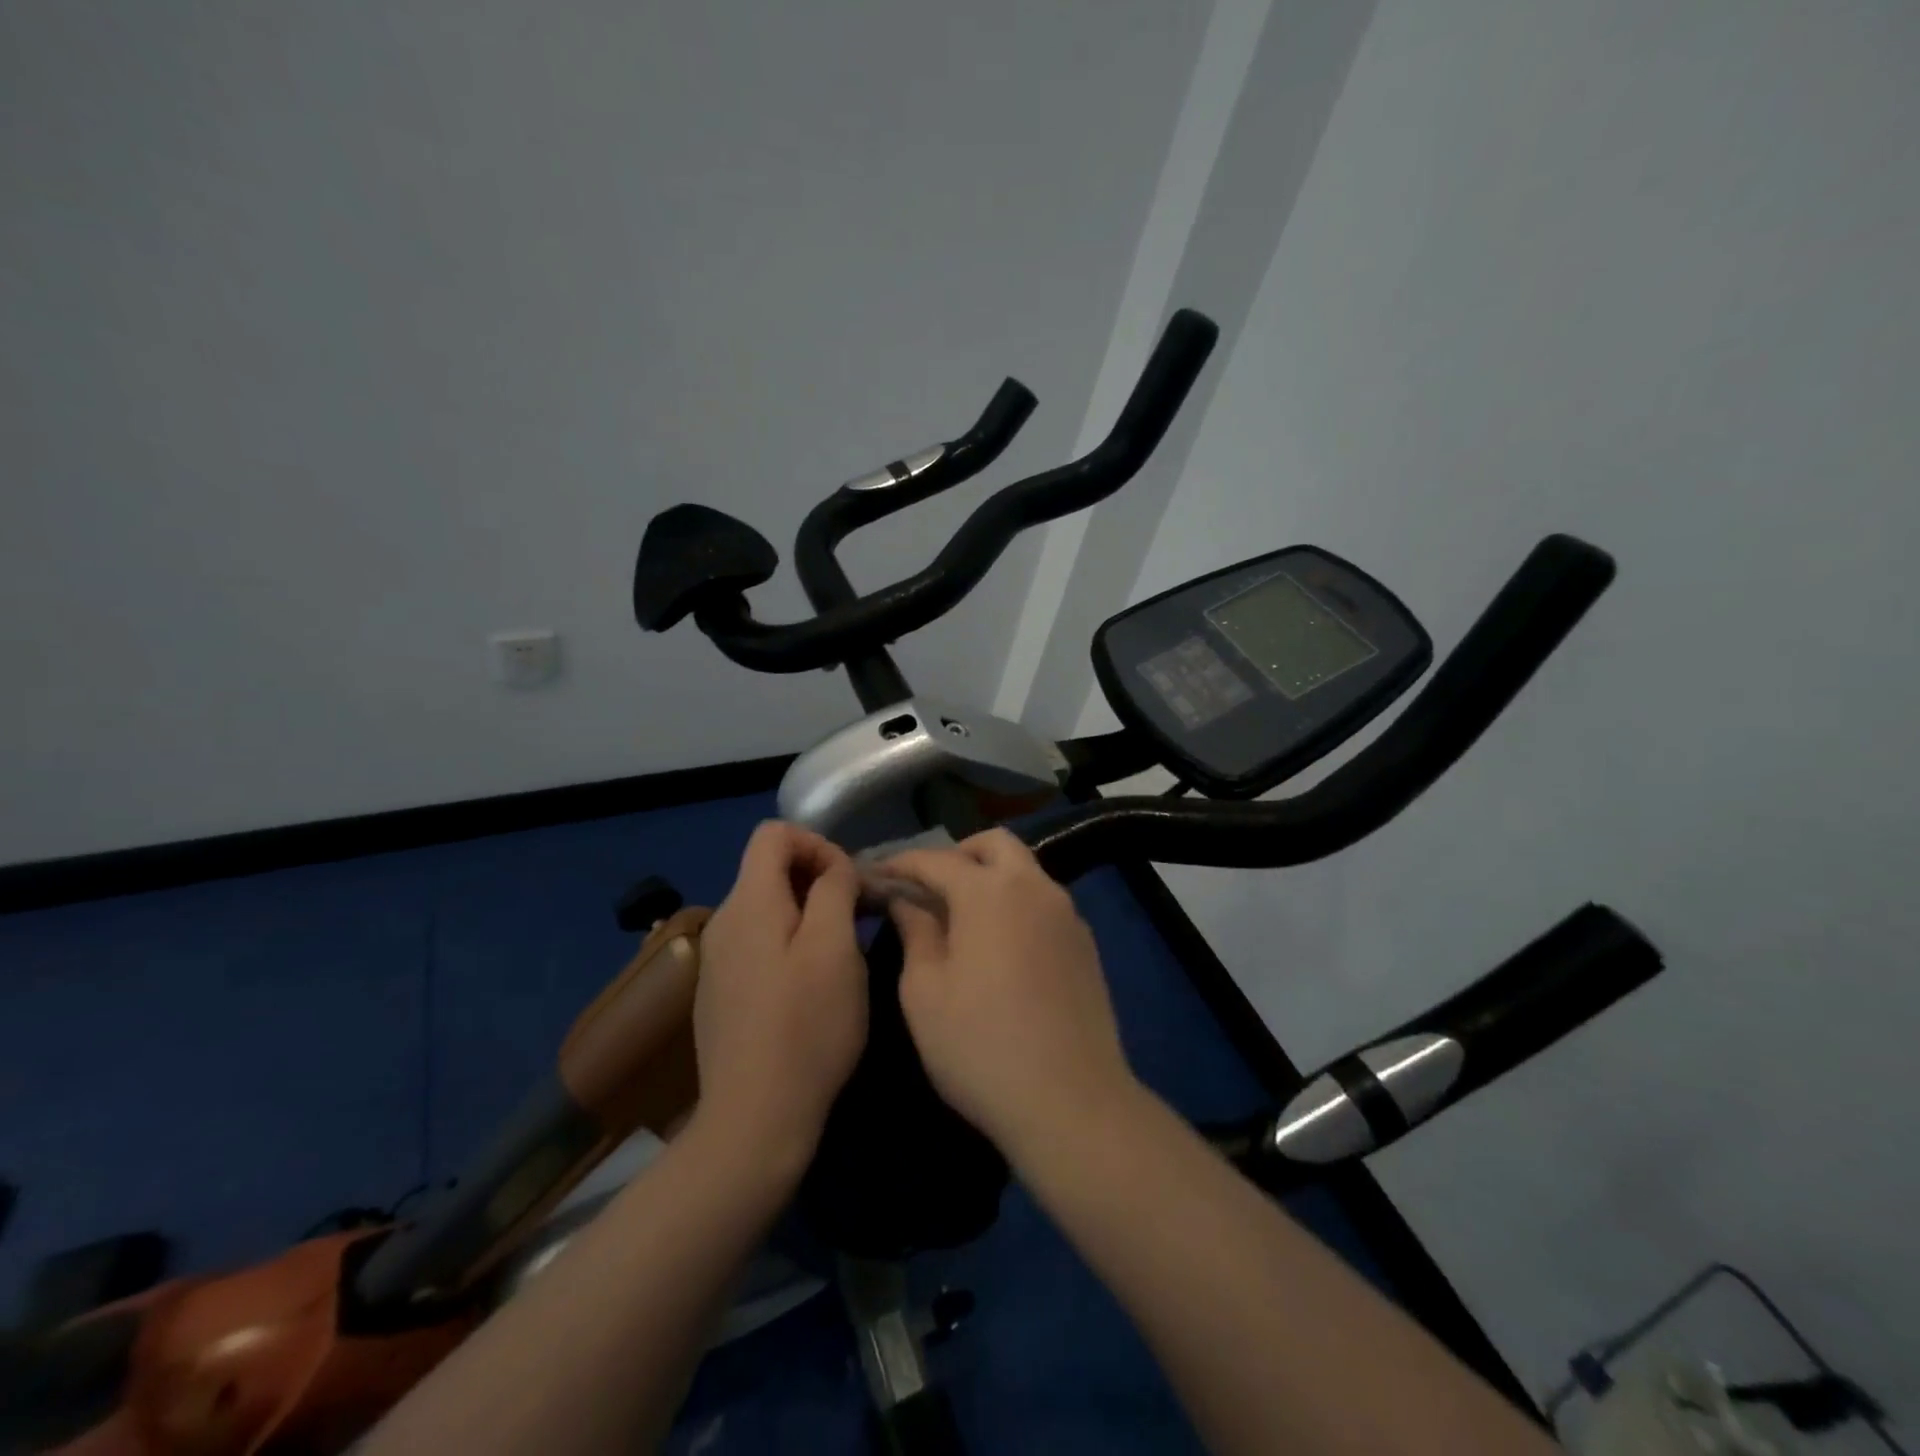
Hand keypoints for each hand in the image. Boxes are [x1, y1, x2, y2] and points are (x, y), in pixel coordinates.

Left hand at [692, 822, 867, 1173]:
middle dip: (817, 880)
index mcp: (747, 902)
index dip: (818, 844)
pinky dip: (788, 944)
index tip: (849, 883)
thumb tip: (833, 868)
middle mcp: (722, 922)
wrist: (754, 1120)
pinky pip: (758, 943)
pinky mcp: (720, 993)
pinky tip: (808, 987)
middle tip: (855, 919)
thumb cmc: (806, 1027)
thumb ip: (835, 889)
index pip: (774, 833)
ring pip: (767, 908)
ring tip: (839, 954)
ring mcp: (716, 960)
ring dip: (807, 914)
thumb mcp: (835, 948)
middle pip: (769, 868)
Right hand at [883, 829, 1137, 1156]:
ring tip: (963, 917)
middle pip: (995, 844)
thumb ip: (915, 933)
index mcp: (989, 892)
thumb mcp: (925, 992)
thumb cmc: (980, 1046)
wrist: (1071, 1102)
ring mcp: (1067, 914)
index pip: (936, 859)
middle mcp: (1034, 888)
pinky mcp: (1086, 944)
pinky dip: (1017, 904)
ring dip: (991, 877)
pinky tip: (1002, 946)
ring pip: (1025, 871)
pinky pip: (1045, 903)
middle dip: (958, 855)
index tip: (876, 874)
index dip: (902, 863)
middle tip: (930, 887)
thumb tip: (906, 902)